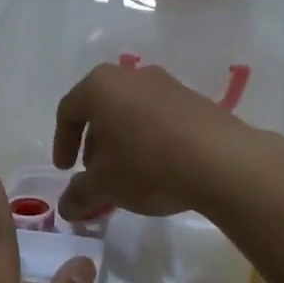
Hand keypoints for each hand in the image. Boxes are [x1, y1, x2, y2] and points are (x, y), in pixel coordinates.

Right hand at [52, 63, 246, 220]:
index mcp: (100, 86)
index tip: (66, 170)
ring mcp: (166, 84)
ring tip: (127, 174)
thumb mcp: (105, 185)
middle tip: (96, 174)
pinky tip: (159, 167)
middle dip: (94, 143)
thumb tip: (66, 206)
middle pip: (101, 109)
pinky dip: (149, 138)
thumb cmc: (147, 164)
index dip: (62, 143)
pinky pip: (159, 117)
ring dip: (122, 141)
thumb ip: (79, 193)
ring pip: (131, 112)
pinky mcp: (194, 99)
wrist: (221, 161)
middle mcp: (131, 75)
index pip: (68, 111)